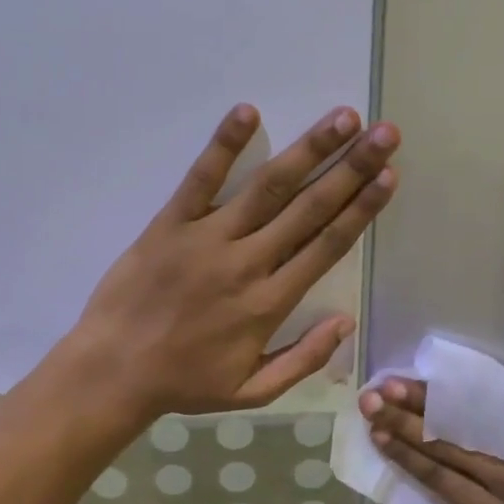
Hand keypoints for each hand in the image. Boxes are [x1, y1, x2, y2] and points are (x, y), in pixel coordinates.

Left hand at [68, 104, 397, 419]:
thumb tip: (347, 322)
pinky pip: (201, 179)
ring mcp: (207, 238)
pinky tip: (248, 112)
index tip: (389, 176)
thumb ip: (304, 359)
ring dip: (308, 149)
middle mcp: (247, 263)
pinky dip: (224, 145)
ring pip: (267, 187)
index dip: (362, 209)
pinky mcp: (170, 224)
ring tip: (342, 117)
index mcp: (271, 303)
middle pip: (309, 208)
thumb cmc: (185, 383)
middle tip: (384, 133)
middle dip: (352, 167)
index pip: (327, 246)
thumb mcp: (252, 391)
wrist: (113, 372)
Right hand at [360, 379, 503, 503]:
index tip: (378, 434)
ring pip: (472, 426)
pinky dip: (478, 399)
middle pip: (448, 446)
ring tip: (399, 385)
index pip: (442, 479)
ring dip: (432, 405)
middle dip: (406, 422)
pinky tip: (454, 384)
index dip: (407, 455)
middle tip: (371, 399)